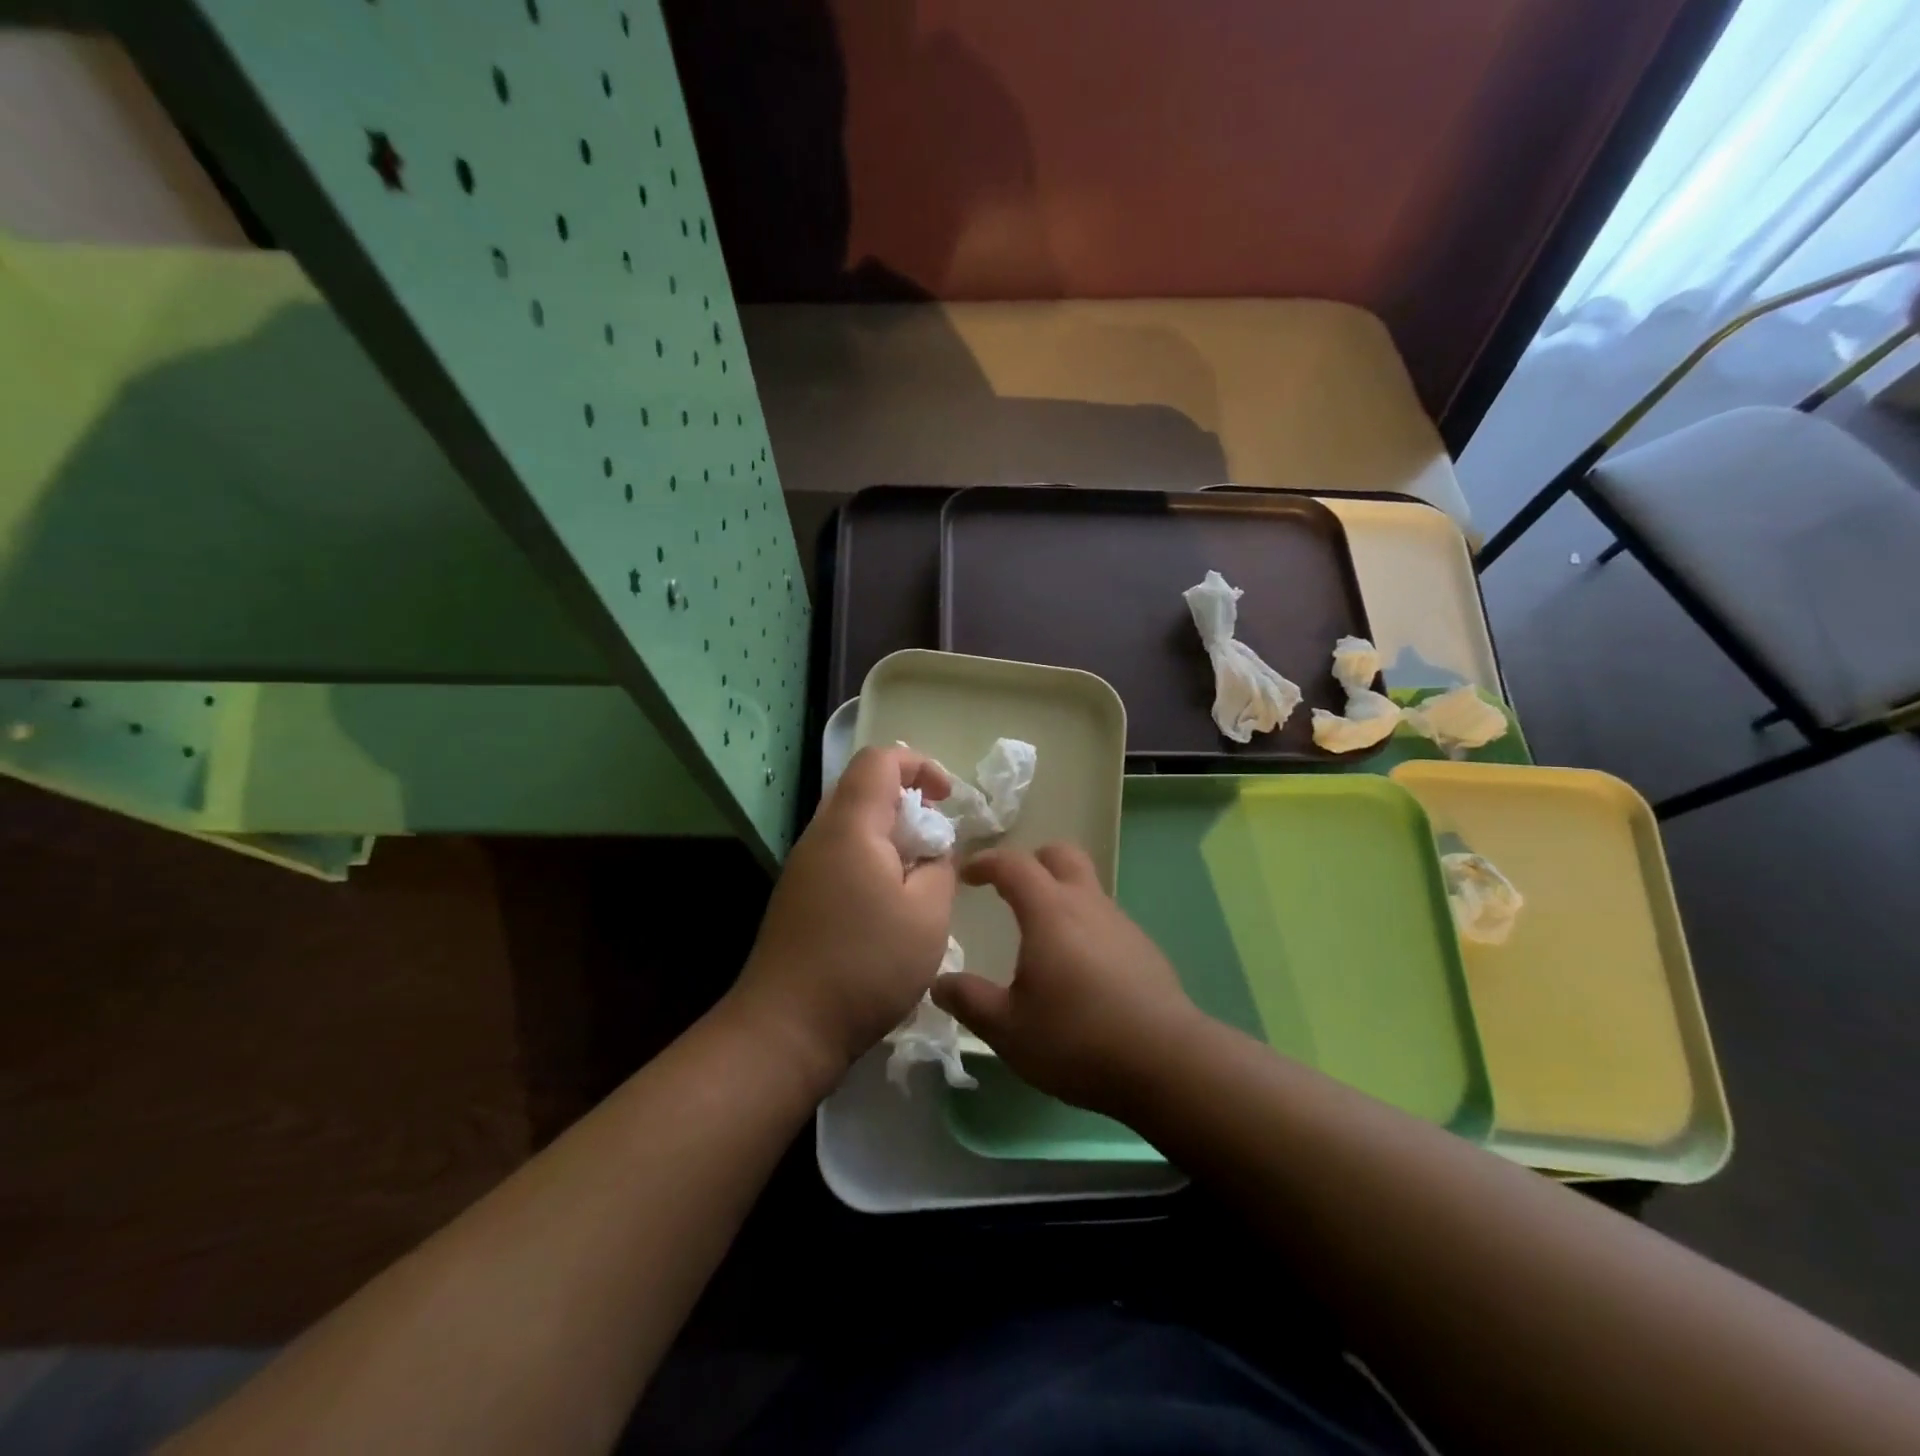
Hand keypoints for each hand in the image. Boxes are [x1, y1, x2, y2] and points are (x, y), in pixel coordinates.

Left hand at [731, 746, 956, 1078]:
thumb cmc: (865, 965)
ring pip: (851, 824)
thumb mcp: (928, 916)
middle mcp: (820, 836)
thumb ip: (940, 869)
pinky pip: (840, 855)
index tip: (949, 799)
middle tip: (936, 838)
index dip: (920, 765)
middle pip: (862, 788)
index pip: (880, 760)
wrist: (786, 1027)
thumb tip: (934, 854)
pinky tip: (889, 904)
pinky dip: (871, 860)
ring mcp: (803, 867)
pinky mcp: (798, 896)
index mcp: (851, 826)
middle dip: (907, 801)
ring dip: (890, 834)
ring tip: (918, 875)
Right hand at [931, 844, 1198, 1116]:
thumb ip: (970, 1001)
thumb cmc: (1077, 1039)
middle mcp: (1087, 904)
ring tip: (1041, 937)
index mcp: (1050, 912)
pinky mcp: (1144, 948)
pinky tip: (1079, 969)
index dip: (985, 862)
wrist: (1166, 1062)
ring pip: (1087, 886)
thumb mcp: (1008, 1029)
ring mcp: (1121, 924)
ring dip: (1060, 894)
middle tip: (1010, 889)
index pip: (1013, 865)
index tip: (967, 874)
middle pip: (1061, 855)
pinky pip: (1105, 918)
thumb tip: (939, 983)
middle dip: (1032, 861)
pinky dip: (1084, 924)